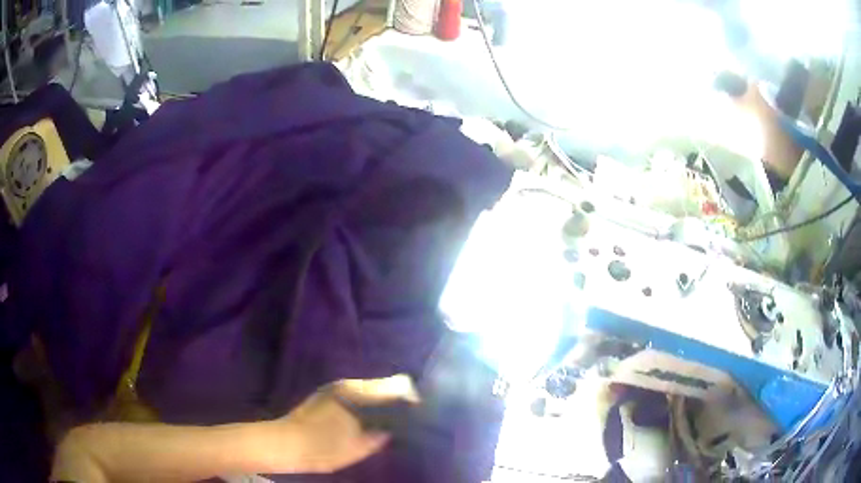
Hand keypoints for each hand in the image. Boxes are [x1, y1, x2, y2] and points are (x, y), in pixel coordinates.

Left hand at [275, 374, 419, 473]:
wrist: (284, 443)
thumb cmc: (323, 447)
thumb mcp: (358, 447)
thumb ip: (382, 434)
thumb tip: (398, 427)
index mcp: (358, 394)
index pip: (396, 385)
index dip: (411, 398)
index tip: (417, 414)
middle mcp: (348, 385)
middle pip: (384, 384)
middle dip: (397, 399)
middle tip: (404, 420)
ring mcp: (335, 387)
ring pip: (370, 388)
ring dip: (382, 401)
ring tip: (388, 421)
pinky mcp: (327, 394)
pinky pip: (357, 393)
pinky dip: (368, 403)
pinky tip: (367, 419)